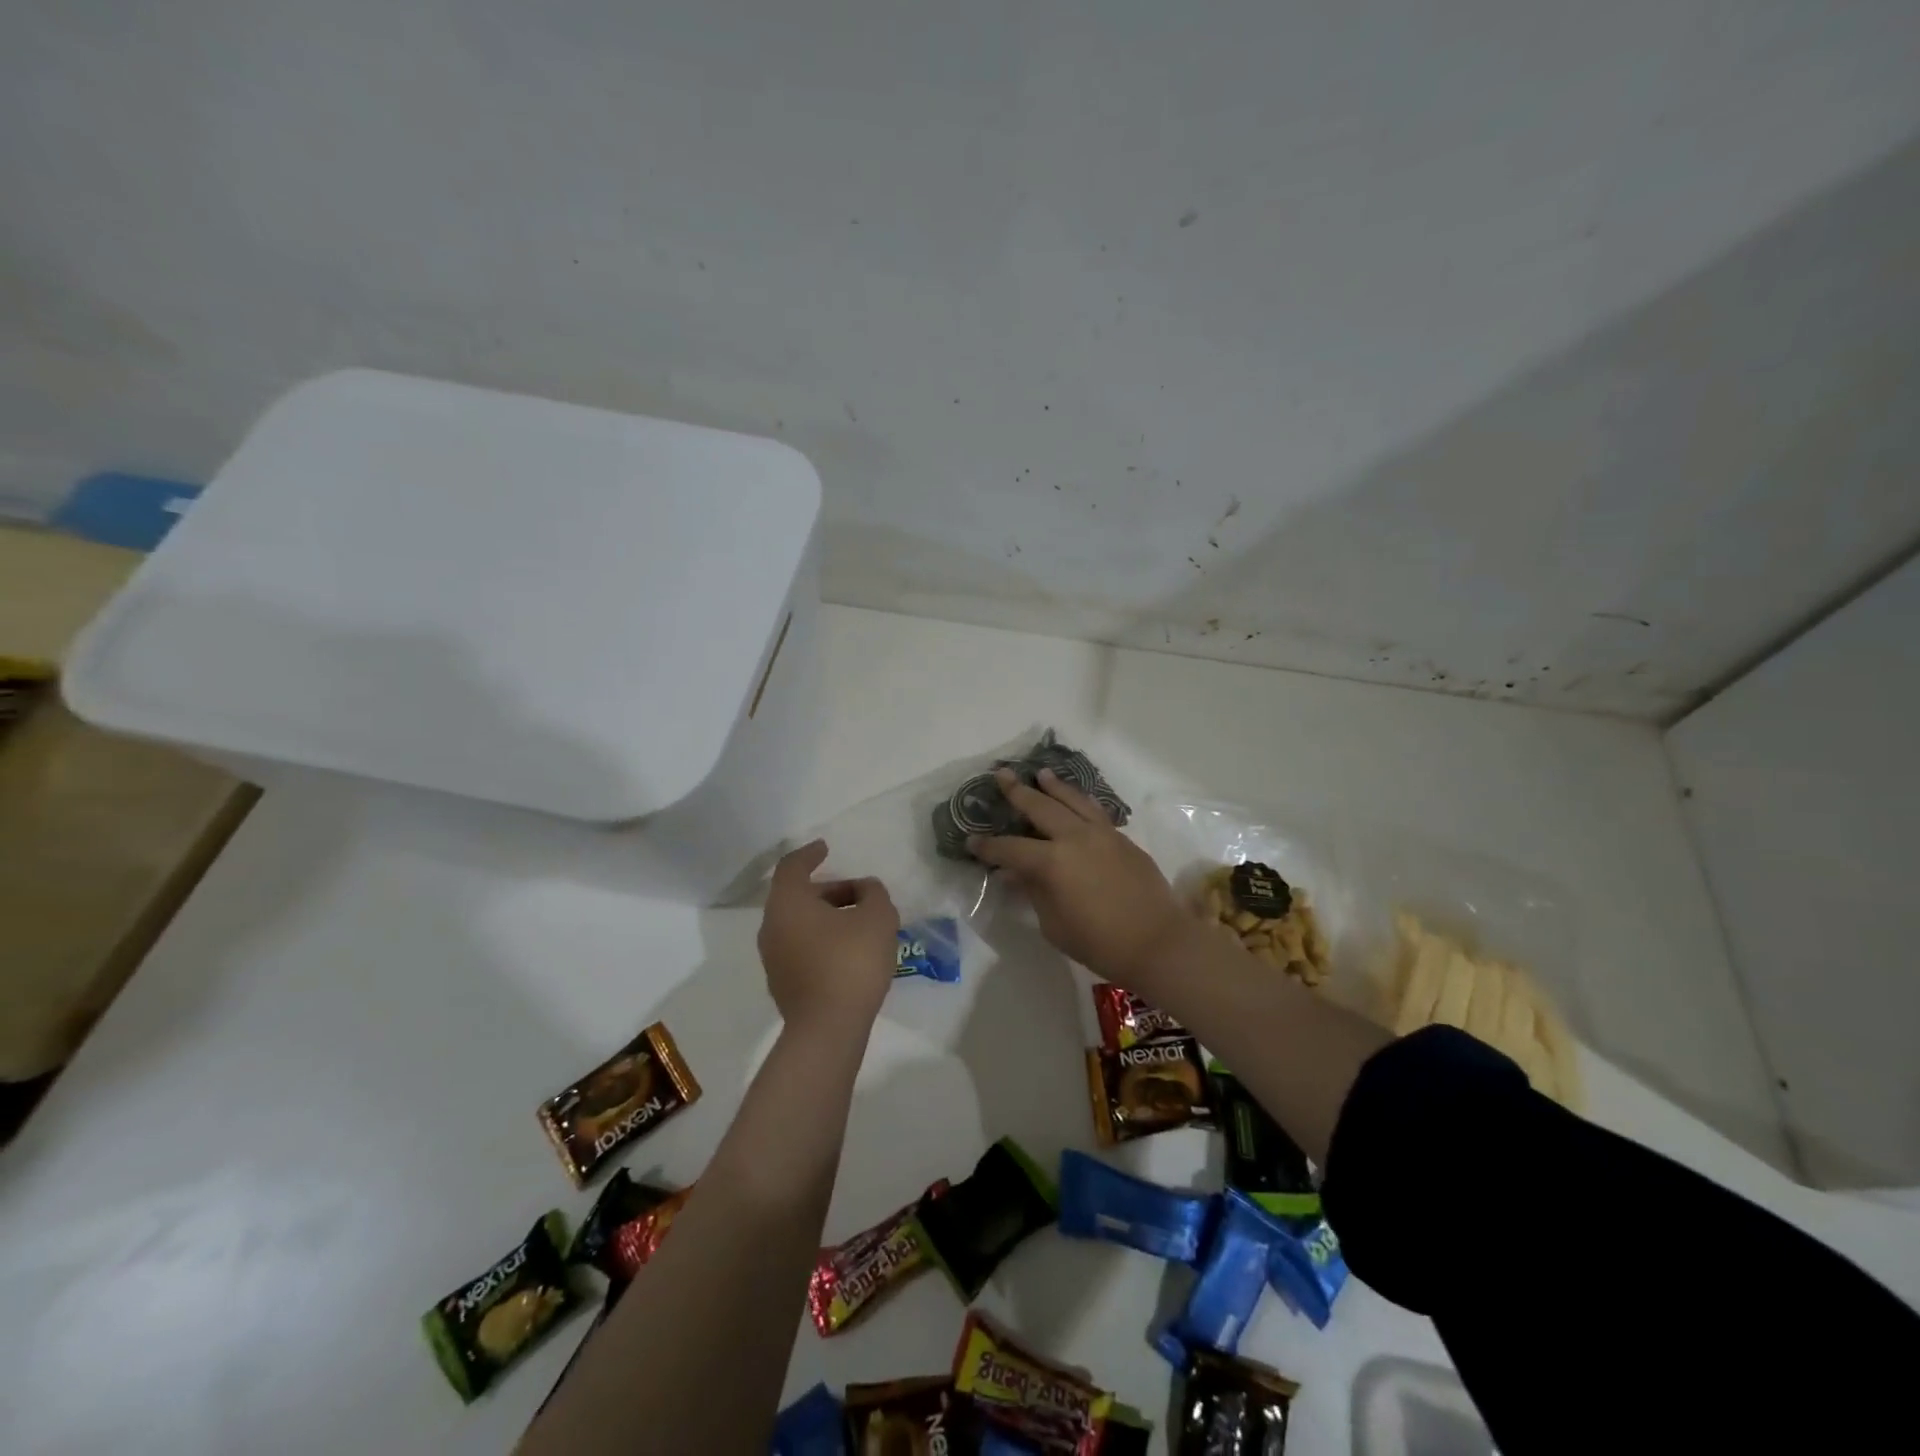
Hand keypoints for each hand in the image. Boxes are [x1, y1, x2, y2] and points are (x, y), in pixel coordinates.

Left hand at [757, 841, 899, 1035]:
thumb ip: (874, 893)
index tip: (826, 848)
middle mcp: (772, 926)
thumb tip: (865, 890)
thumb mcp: (877, 917)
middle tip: (860, 893)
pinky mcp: (783, 984)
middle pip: (797, 896)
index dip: (810, 854)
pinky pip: (801, 948)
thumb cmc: (851, 962)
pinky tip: (850, 951)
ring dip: (827, 916)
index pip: (792, 866)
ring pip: (799, 924)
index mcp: (788, 903)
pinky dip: (822, 939)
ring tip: (860, 923)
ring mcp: (774, 958)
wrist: (828, 1029)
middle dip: (829, 890)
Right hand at [969, 768, 1190, 991]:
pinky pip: (1095, 812)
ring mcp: (1102, 834)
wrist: (1158, 942)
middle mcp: (1075, 838)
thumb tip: (1014, 874)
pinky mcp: (1123, 839)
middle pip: (1040, 807)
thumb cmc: (1099, 943)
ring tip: (1041, 774)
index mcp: (1052, 862)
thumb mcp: (1054, 924)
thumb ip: (1033, 892)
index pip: (1010, 848)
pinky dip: (1080, 802)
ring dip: (1054, 786)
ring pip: (1073, 800)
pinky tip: (1075, 801)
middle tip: (1001, 775)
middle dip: (1017, 792)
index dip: (988, 846)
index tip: (972, 840)